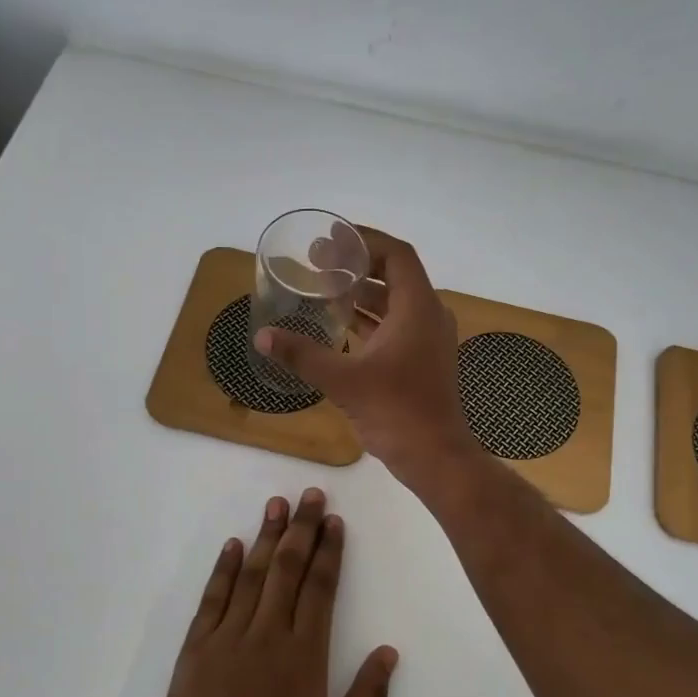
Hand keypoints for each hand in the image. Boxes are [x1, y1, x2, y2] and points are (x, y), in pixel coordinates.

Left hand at [153, 489, 398, 696]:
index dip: (330, 551)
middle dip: (302, 529)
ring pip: (251, 575)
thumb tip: (389, 652)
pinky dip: (223, 570)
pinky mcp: (195, 650)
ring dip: (265, 537)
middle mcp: (268, 635)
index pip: (321, 588)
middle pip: (288, 569)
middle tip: (310, 495)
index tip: (335, 521)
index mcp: (305, 655)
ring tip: (276, 504)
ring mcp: (228, 638)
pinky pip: (212, 599)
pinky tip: (232, 546)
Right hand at [253, 227, 478, 486]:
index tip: (330, 239)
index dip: (364, 241)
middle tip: (317, 261)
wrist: (435, 457)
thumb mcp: (344, 380)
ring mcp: (428, 339)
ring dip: (362, 292)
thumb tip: (262, 336)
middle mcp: (428, 315)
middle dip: (356, 265)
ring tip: (323, 287)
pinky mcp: (422, 359)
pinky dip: (370, 318)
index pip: (396, 255)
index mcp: (417, 308)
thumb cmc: (396, 411)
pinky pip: (396, 325)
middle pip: (394, 274)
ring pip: (394, 302)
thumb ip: (302, 354)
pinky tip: (339, 324)